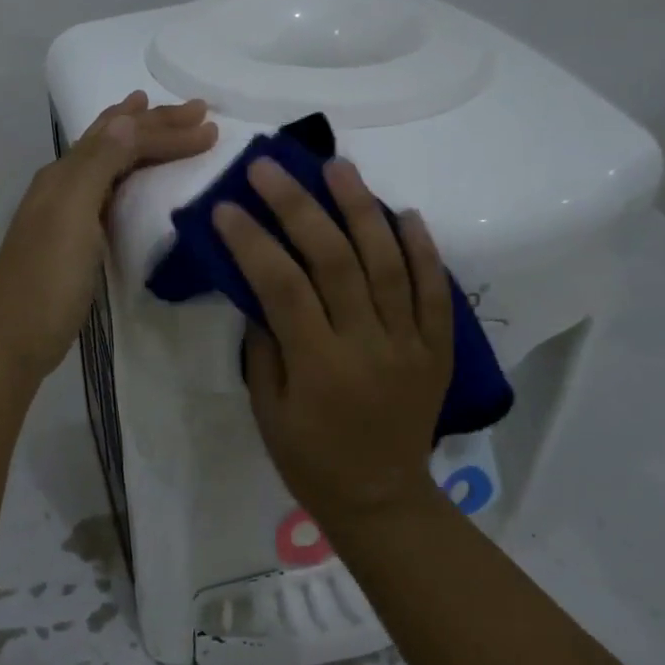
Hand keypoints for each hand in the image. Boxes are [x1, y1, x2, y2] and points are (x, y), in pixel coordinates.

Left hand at [0, 92, 216, 380]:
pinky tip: (134, 180)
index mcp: (66, 174)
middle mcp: (66, 185)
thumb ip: (99, 164)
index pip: (124, 138)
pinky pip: (109, 193)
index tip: (212, 130)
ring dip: (138, 139)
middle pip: (114, 141)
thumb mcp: (72, 215)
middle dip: (156, 123)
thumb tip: (130, 116)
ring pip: (109, 162)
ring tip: (155, 119)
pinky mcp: (76, 243)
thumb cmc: (45, 279)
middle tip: (197, 111)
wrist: (11, 339)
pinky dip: (129, 174)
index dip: (166, 130)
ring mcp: (68, 214)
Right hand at [214, 157, 452, 520]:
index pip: (282, 286)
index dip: (252, 241)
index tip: (227, 206)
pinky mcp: (438, 347)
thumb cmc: (310, 458)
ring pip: (389, 263)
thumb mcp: (268, 410)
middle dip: (299, 206)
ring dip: (363, 209)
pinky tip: (405, 213)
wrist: (382, 497)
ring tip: (339, 167)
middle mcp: (368, 345)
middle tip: (271, 167)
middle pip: (335, 260)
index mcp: (319, 367)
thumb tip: (258, 289)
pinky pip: (436, 291)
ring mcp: (410, 343)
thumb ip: (264, 346)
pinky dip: (423, 250)